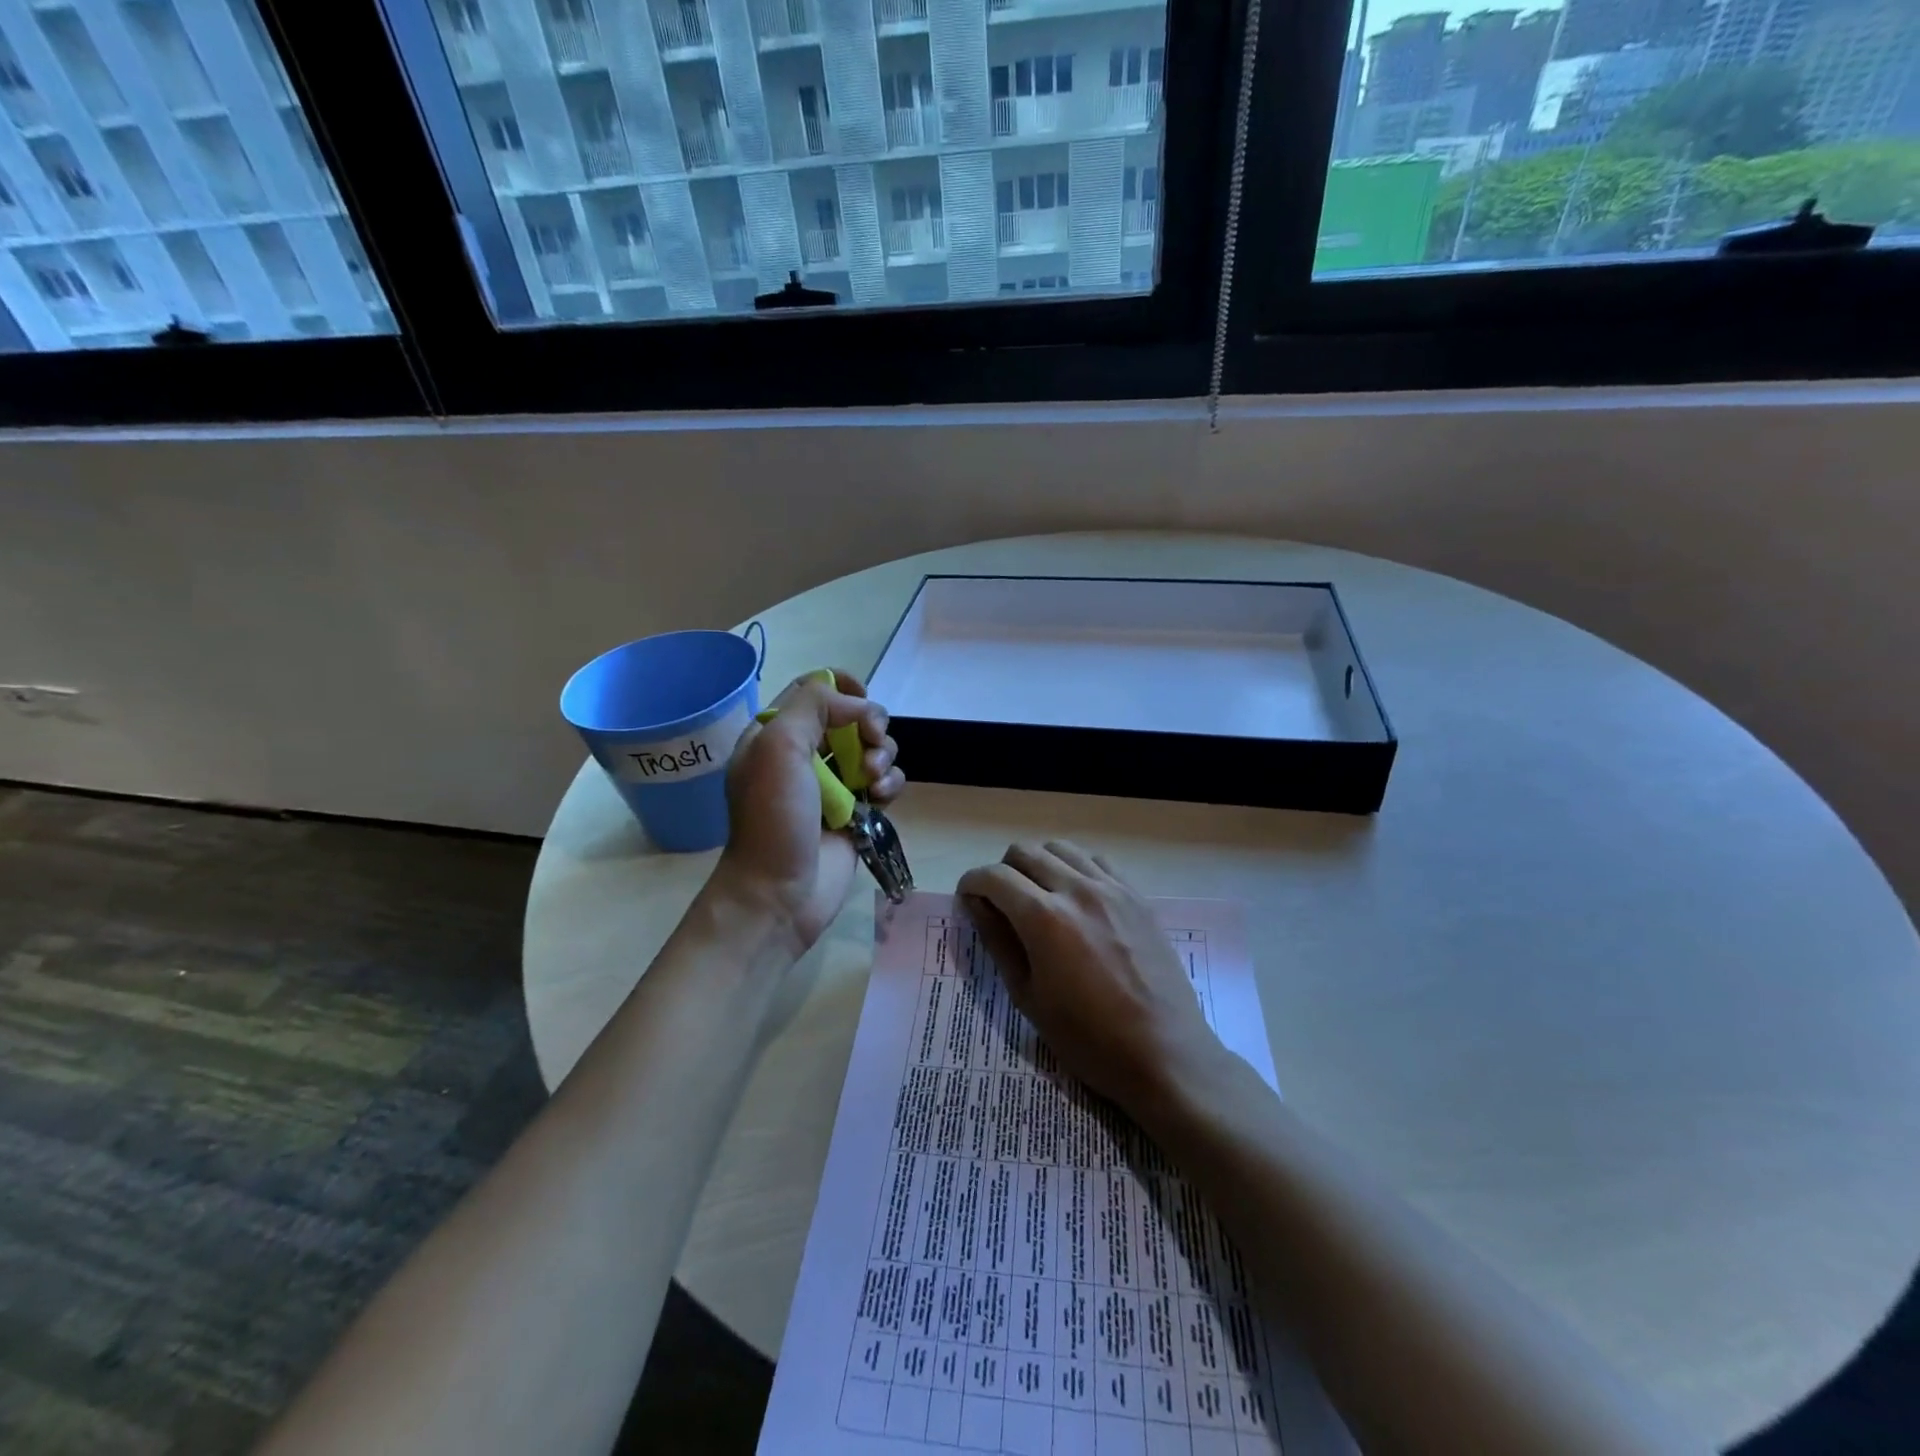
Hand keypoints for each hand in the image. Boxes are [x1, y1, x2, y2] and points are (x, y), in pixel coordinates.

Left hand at [709, 669, 903, 953]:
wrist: (781, 893)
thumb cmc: (773, 818)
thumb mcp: (778, 748)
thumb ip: (814, 706)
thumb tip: (857, 704)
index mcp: (776, 734)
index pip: (812, 689)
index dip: (841, 686)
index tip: (862, 697)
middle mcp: (805, 753)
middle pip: (851, 716)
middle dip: (870, 724)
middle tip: (872, 743)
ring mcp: (833, 783)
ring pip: (873, 748)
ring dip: (883, 755)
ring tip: (874, 781)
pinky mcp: (856, 810)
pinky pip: (885, 781)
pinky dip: (890, 782)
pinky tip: (881, 797)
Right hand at [958, 841, 1226, 1124]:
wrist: (1163, 1052)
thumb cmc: (1087, 1038)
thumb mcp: (1028, 996)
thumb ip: (998, 941)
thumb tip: (976, 905)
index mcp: (1044, 918)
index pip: (994, 877)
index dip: (972, 883)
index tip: (967, 898)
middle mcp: (1077, 889)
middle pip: (1025, 851)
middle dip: (1002, 870)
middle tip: (1000, 901)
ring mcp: (1111, 887)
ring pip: (1060, 848)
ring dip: (1038, 863)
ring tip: (1037, 895)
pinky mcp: (1136, 895)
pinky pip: (1095, 860)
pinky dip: (1074, 867)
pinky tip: (1074, 896)